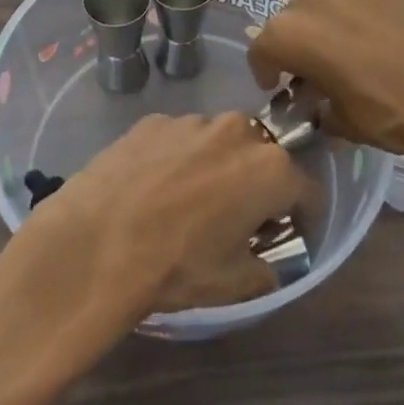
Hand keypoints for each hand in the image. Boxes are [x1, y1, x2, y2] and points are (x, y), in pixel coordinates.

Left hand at [25, 113, 316, 322]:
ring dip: (216, 166)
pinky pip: (179, 139)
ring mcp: (191, 120)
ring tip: (189, 202)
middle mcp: (237, 130)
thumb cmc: (176, 265)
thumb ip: (265, 270)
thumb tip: (267, 262)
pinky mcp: (152, 121)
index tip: (290, 235)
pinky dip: (177, 159)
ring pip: (218, 142)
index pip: (307, 190)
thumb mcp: (233, 284)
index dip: (304, 216)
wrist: (97, 241)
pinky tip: (153, 189)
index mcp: (270, 169)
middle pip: (262, 156)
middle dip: (258, 184)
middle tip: (238, 218)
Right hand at [248, 0, 403, 165]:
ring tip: (335, 18)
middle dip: (295, 30)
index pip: (261, 49)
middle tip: (315, 53)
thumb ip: (320, 107)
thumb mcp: (345, 123)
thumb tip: (320, 105)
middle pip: (287, 7)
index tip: (279, 84)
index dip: (267, 70)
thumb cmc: (392, 113)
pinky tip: (368, 7)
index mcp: (289, 35)